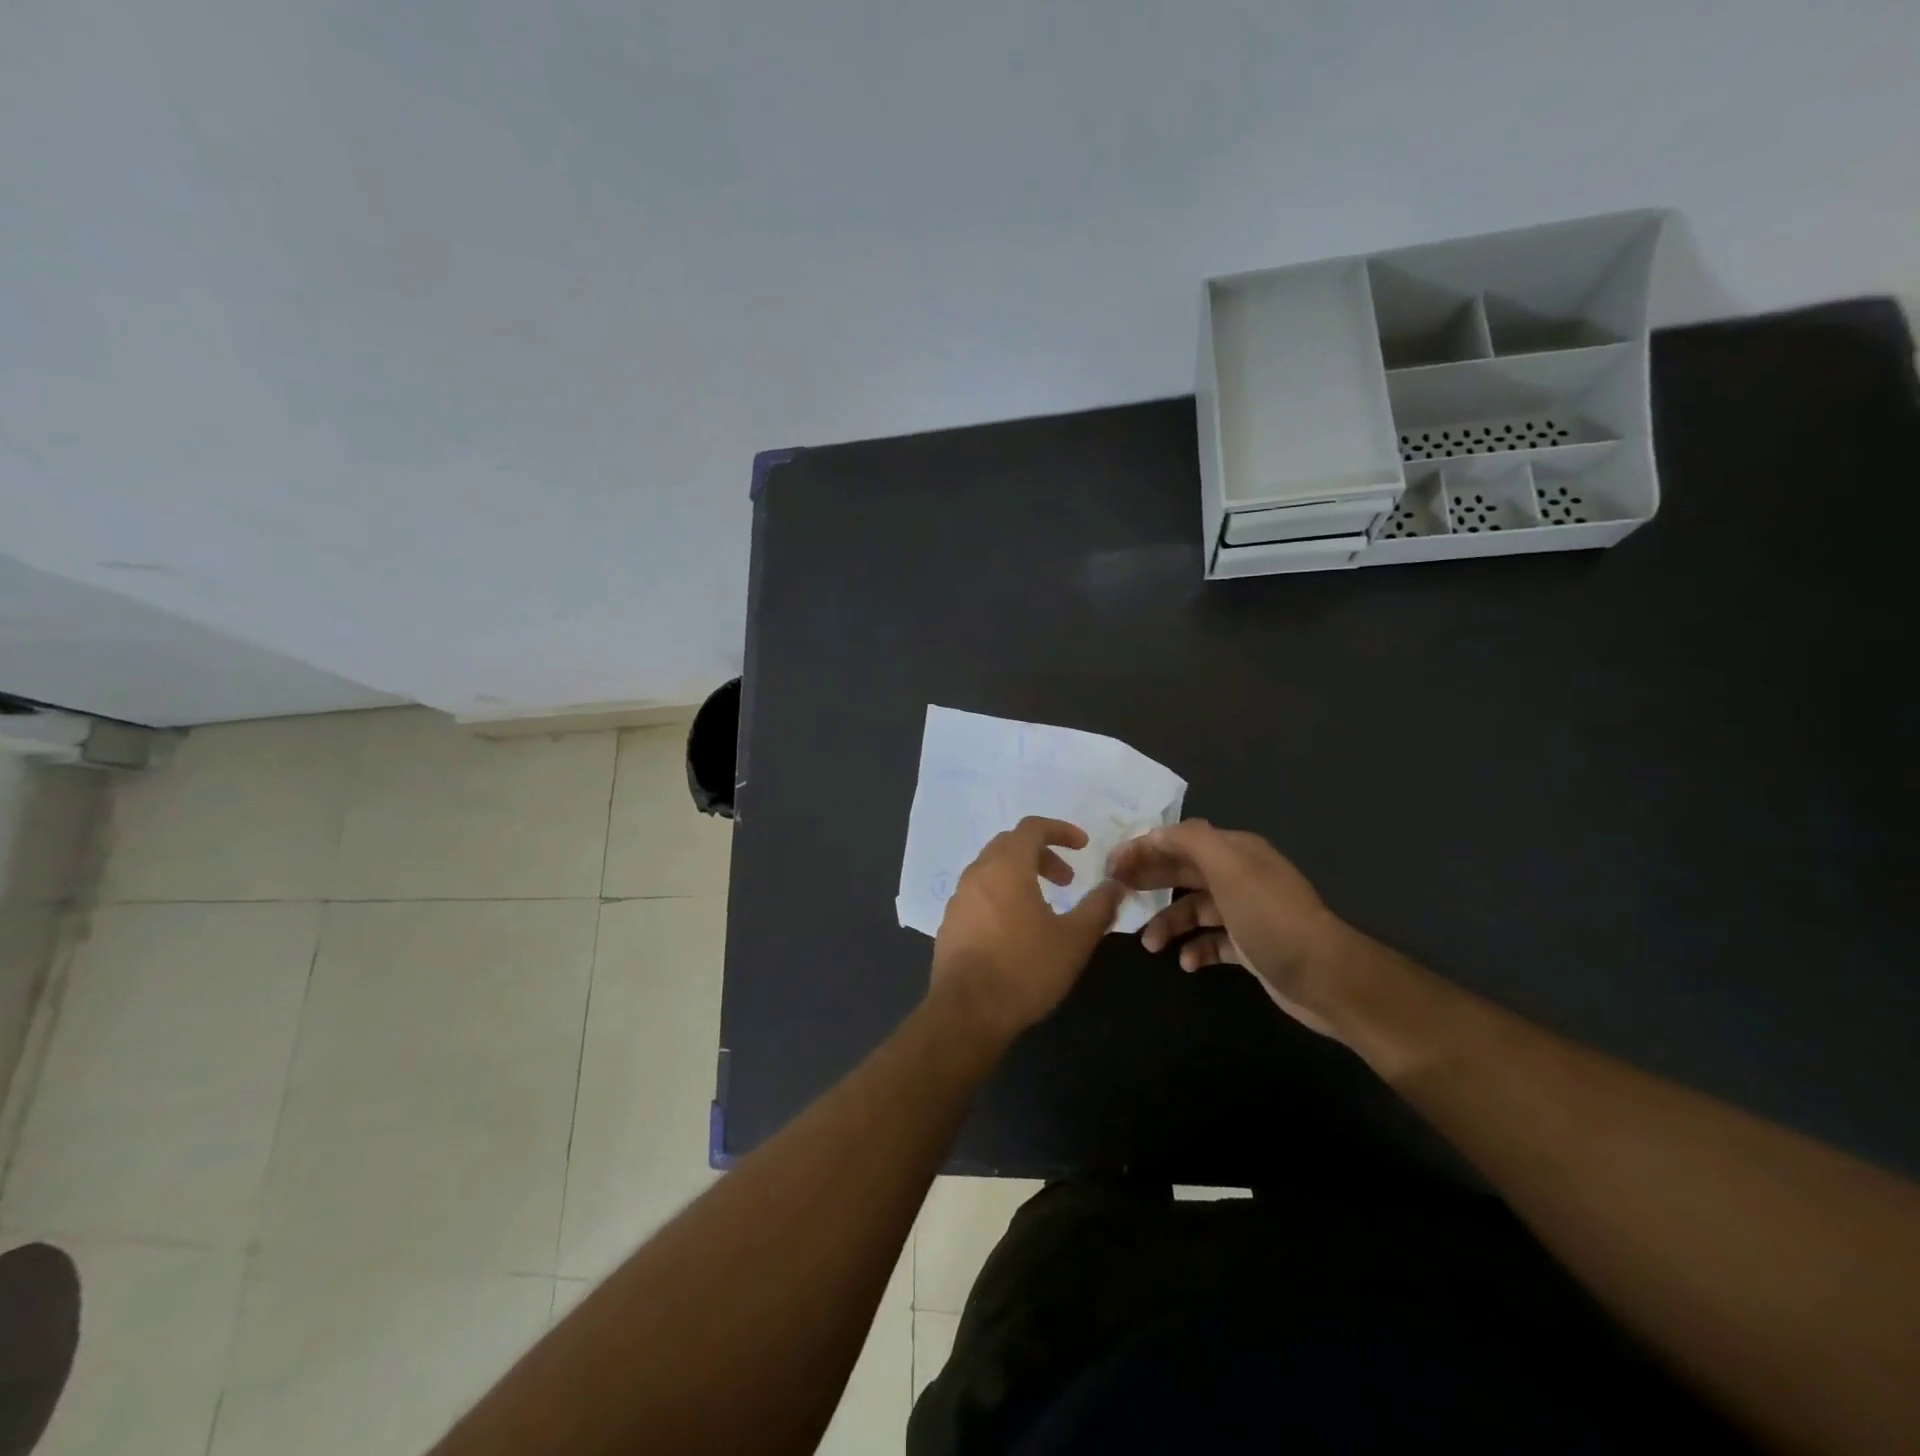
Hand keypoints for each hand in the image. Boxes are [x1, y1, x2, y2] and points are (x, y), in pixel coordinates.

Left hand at [931, 817, 1126, 1046]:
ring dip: (1021, 875)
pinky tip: (1016, 930)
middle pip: (1010, 845)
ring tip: (1045, 906)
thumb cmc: (1025, 969)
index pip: (1032, 827)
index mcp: (1006, 867)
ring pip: (992, 869)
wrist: (966, 1013)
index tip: (1083, 846)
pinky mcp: (950, 923)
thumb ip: (1098, 907)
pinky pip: (979, 894)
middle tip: (1067, 880)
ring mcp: (959, 898)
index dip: (1060, 830)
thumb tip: (1115, 886)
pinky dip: (1002, 895)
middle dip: (1042, 854)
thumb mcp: (1074, 940)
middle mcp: (977, 873)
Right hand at [1107, 819, 1354, 1037]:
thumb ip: (1191, 841)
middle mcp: (1240, 876)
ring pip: (1194, 909)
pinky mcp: (1251, 946)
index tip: (1112, 866)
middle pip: (1184, 871)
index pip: (1180, 840)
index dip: (1144, 848)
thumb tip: (1156, 833)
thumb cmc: (1270, 917)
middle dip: (1150, 880)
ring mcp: (1246, 912)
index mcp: (1235, 852)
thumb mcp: (1229, 868)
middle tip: (1116, 894)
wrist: (1325, 976)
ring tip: (1150, 945)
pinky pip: (1212, 942)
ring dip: (1168, 923)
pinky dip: (1195, 950)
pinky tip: (1187, 963)